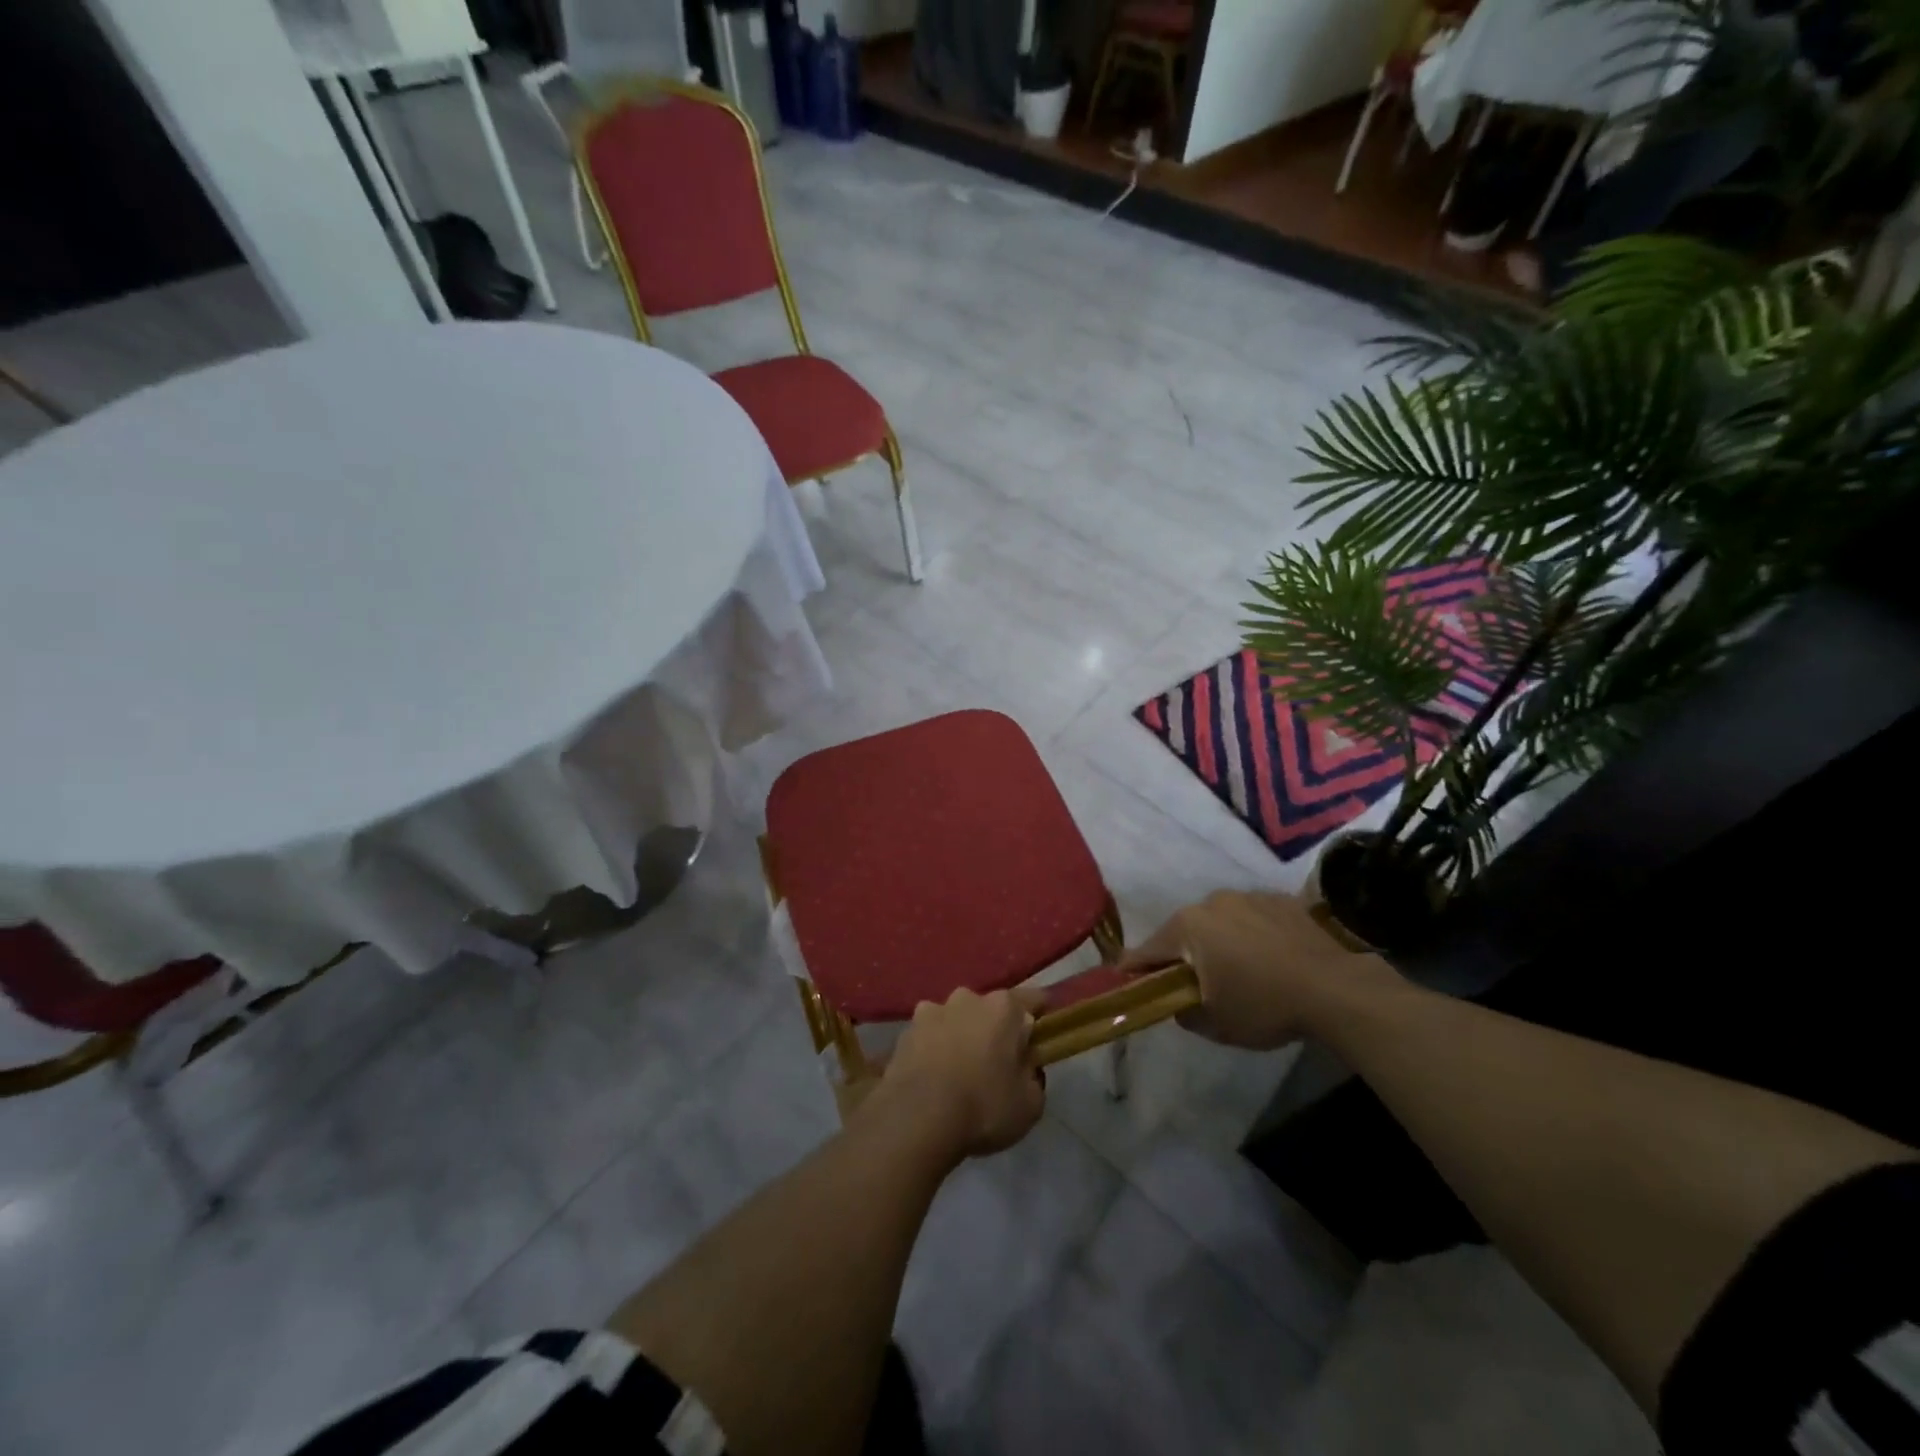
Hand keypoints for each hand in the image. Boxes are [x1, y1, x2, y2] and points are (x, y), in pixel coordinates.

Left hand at [868, 986, 1047, 1159]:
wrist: (916, 1119)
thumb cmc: (984, 1107)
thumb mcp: (1030, 1103)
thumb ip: (1033, 1075)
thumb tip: (1025, 1065)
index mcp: (1003, 1007)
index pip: (1034, 999)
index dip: (1041, 1017)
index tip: (1041, 1038)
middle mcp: (967, 998)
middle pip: (990, 1008)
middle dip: (995, 1029)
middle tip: (997, 1063)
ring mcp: (931, 1010)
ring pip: (956, 1019)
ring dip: (961, 1036)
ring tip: (959, 1072)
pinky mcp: (904, 1032)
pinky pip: (928, 1036)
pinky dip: (933, 1050)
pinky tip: (933, 1078)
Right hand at [1117, 890, 1397, 1049]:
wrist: (1338, 988)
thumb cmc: (1266, 1006)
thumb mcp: (1216, 1024)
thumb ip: (1184, 1012)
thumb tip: (1178, 1003)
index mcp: (1187, 927)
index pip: (1145, 951)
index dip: (1134, 970)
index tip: (1125, 982)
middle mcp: (1210, 902)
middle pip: (1183, 932)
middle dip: (1183, 955)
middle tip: (1194, 984)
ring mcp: (1247, 896)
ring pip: (1218, 922)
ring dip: (1219, 942)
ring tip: (1241, 971)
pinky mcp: (1280, 899)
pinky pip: (1252, 918)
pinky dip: (1252, 935)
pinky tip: (1271, 959)